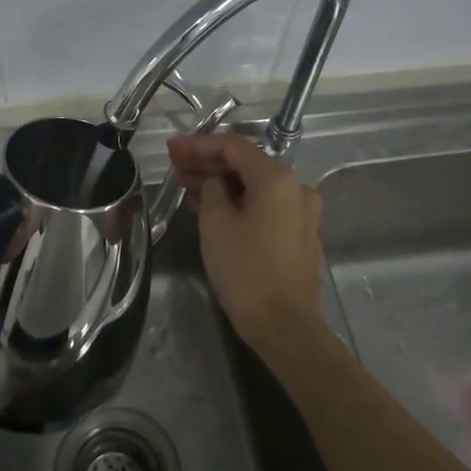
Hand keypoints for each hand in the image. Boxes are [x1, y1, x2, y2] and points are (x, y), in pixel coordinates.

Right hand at [167, 132, 325, 356]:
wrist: (285, 326)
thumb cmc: (246, 270)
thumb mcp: (216, 224)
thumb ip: (211, 190)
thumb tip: (215, 183)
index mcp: (277, 178)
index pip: (233, 146)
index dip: (198, 144)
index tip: (171, 148)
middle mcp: (295, 188)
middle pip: (245, 164)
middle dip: (207, 162)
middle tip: (173, 164)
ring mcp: (299, 212)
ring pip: (253, 186)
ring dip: (220, 183)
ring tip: (184, 184)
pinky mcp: (296, 234)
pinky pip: (262, 205)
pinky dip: (236, 201)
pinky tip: (208, 206)